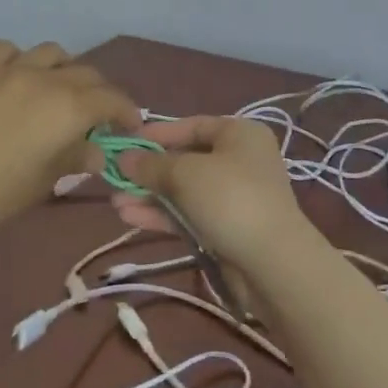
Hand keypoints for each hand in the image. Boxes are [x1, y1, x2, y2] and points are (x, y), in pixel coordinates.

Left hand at [0, 41, 138, 233]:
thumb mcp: (43, 183)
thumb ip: (74, 160)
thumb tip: (97, 152)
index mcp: (69, 108)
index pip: (112, 100)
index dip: (127, 111)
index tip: (131, 126)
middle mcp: (47, 79)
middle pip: (87, 74)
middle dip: (100, 93)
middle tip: (97, 116)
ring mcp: (11, 69)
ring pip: (52, 53)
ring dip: (65, 68)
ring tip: (60, 89)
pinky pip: (9, 50)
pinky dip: (22, 60)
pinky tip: (16, 77)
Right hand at [109, 116, 311, 270]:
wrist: (272, 262)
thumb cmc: (230, 199)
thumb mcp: (185, 174)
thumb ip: (151, 165)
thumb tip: (124, 158)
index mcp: (240, 134)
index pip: (193, 125)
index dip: (158, 134)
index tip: (126, 143)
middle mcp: (241, 160)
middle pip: (187, 159)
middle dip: (150, 170)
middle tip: (115, 177)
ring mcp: (236, 196)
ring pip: (185, 191)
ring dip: (151, 195)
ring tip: (116, 203)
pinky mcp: (228, 228)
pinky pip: (190, 215)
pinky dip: (163, 215)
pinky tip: (131, 218)